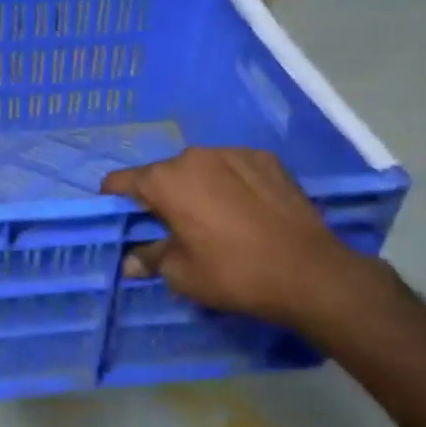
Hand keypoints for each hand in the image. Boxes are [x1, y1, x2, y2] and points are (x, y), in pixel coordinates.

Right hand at [101, 148, 373, 330]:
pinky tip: (245, 211)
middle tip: (174, 228)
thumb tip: (131, 260)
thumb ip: (149, 258)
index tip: (123, 221)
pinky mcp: (265, 158)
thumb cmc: (233, 273)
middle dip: (160, 197)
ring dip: (196, 188)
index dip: (114, 201)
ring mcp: (233, 152)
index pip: (120, 181)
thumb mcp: (182, 274)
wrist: (311, 272)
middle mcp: (194, 156)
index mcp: (165, 180)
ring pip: (198, 168)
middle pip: (161, 174)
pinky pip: (232, 167)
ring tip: (215, 219)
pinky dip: (229, 184)